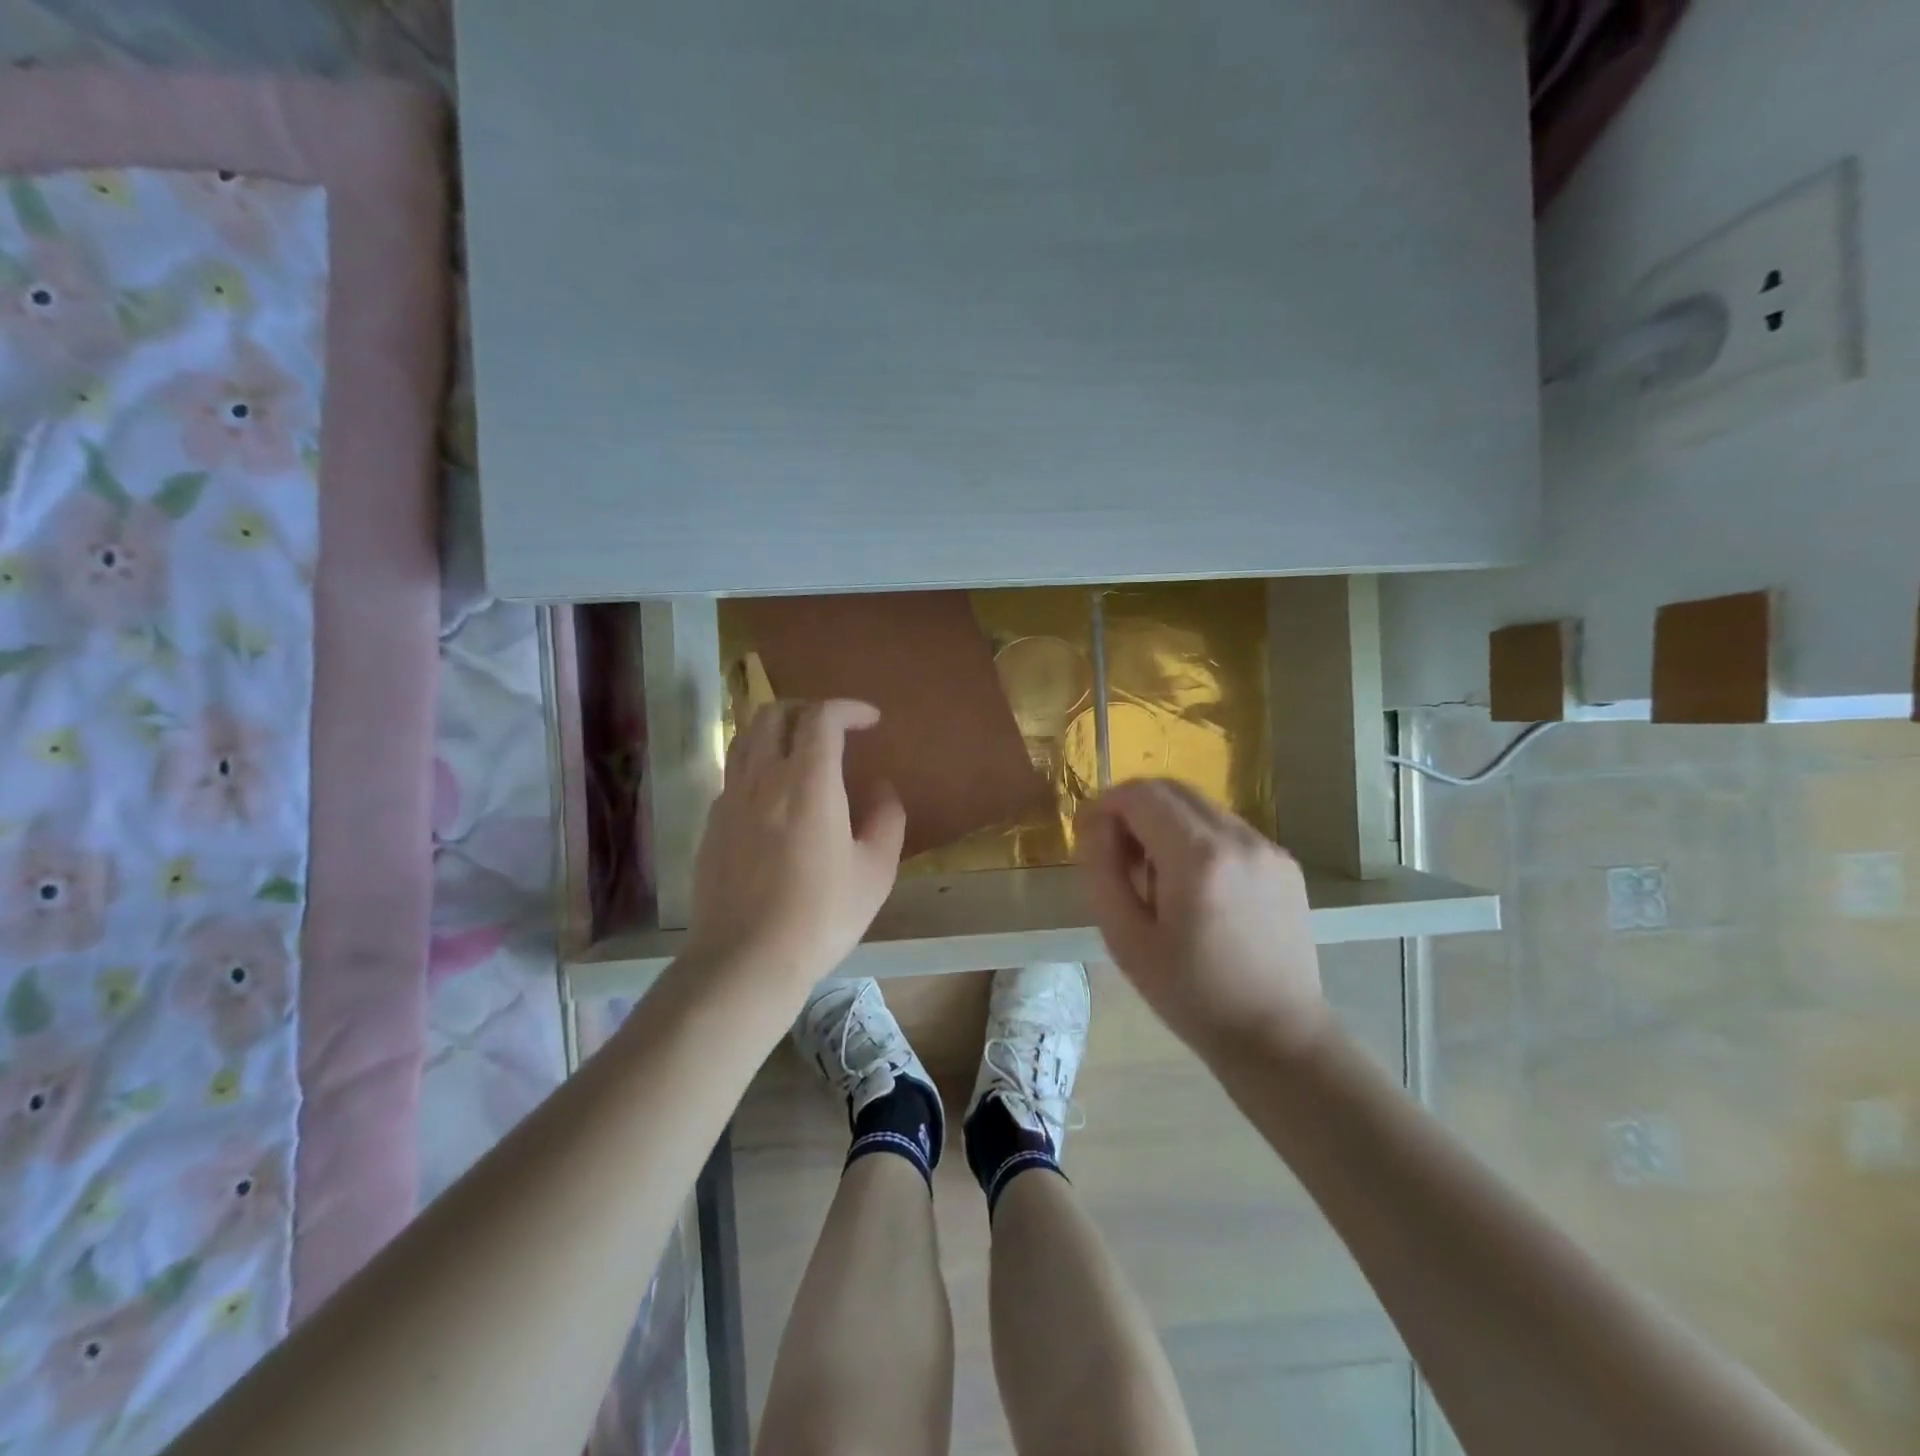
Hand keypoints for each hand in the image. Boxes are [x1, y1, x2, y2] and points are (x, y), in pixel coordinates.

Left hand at [683, 699, 905, 995]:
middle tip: (835, 728)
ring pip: (746, 736)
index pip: (822, 717)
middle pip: (775, 713)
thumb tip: (882, 788)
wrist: (746, 959)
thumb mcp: (875, 871)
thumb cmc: (821, 916)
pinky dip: (757, 763)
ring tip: (801, 749)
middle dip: (809, 708)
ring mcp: (730, 798)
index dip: (849, 708)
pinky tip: (773, 794)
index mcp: (808, 782)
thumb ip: (886, 819)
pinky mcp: (711, 823)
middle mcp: (763, 777)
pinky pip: (733, 772)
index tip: (871, 720)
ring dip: (777, 729)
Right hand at [1076, 779, 1329, 1060]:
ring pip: (1200, 807)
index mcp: (1198, 856)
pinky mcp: (1284, 863)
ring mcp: (1268, 848)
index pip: (1141, 793)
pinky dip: (1198, 840)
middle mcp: (1239, 838)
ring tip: (1157, 878)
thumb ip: (1101, 870)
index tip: (1091, 838)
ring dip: (1166, 824)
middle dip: (1135, 809)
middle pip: (1172, 789)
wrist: (1276, 1036)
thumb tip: (1095, 823)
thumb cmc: (1190, 995)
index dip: (1106, 805)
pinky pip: (1227, 830)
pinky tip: (1195, 889)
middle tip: (1118, 856)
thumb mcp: (1125, 938)